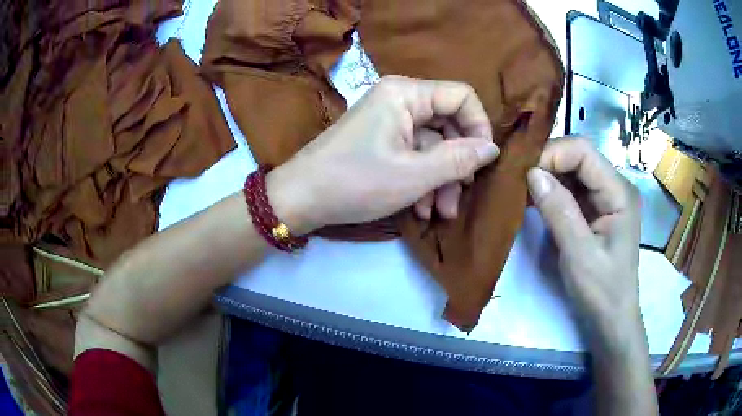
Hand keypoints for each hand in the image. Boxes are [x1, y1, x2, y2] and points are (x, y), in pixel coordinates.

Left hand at [267, 76, 499, 234]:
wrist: (300, 199)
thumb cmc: (356, 182)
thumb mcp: (414, 175)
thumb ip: (459, 159)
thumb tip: (492, 148)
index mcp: (405, 93)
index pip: (461, 97)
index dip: (479, 127)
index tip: (483, 162)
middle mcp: (399, 99)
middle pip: (448, 124)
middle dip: (457, 164)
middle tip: (458, 198)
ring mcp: (388, 121)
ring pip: (432, 145)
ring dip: (440, 180)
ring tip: (439, 213)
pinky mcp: (381, 141)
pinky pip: (413, 155)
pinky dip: (421, 180)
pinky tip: (419, 209)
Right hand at [526, 138, 642, 342]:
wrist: (612, 318)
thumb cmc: (602, 290)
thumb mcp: (579, 254)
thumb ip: (559, 211)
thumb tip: (532, 173)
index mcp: (619, 192)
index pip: (583, 152)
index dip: (552, 154)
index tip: (524, 174)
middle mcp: (616, 186)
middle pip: (579, 156)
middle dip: (548, 163)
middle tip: (519, 181)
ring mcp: (607, 197)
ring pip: (574, 170)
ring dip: (548, 176)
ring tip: (523, 190)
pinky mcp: (598, 209)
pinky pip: (573, 188)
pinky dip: (553, 190)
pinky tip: (536, 200)